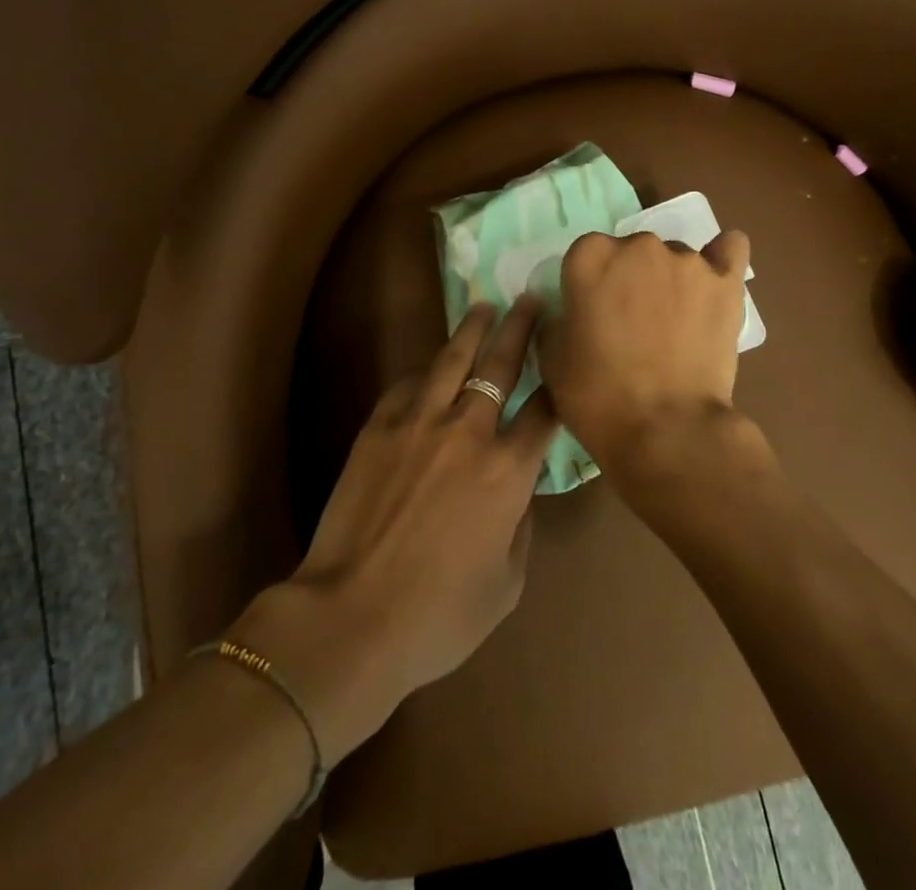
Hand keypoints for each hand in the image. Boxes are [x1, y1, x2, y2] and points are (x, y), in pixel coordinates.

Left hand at [229, 300, 555, 762]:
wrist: (353, 616)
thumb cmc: (439, 615)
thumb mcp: (507, 585)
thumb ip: (520, 526)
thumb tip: (517, 491)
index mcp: (508, 471)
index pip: (544, 411)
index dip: (558, 383)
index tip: (563, 360)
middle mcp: (469, 432)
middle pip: (501, 365)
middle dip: (520, 328)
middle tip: (529, 299)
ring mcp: (419, 422)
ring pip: (452, 359)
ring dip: (472, 329)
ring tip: (484, 307)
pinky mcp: (379, 426)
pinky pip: (408, 384)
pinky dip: (425, 371)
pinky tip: (431, 366)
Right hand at [537, 228, 754, 479]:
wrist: (666, 430)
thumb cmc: (598, 395)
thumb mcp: (552, 357)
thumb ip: (558, 318)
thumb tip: (571, 310)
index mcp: (590, 256)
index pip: (585, 255)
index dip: (587, 286)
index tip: (592, 315)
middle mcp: (638, 245)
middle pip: (631, 251)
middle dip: (630, 279)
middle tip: (631, 324)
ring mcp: (686, 261)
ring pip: (674, 258)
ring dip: (670, 280)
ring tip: (675, 324)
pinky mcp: (726, 282)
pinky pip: (730, 249)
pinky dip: (722, 257)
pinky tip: (716, 278)